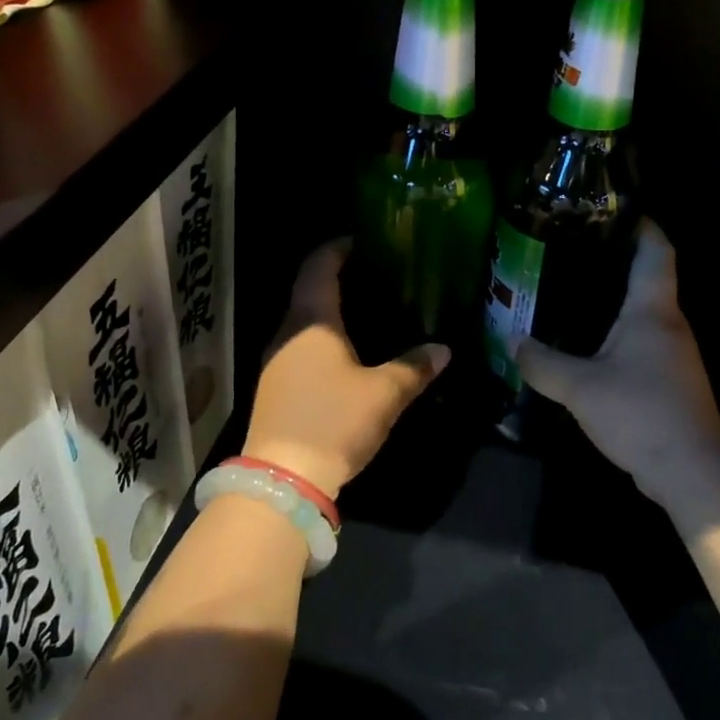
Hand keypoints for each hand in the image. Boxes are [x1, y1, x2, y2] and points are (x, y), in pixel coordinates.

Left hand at [242, 239, 450, 497]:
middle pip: (309, 290)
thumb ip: (414, 367)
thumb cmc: (333, 421)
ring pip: (303, 320)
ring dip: (331, 310)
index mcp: (312, 320)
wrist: (283, 478)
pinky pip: (301, 345)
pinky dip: (323, 337)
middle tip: (376, 275)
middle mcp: (287, 332)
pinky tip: (347, 352)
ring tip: (368, 309)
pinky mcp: (276, 386)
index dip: (338, 248)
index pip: (319, 266)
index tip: (363, 240)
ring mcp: (276, 359)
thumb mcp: (384, 394)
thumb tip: (443, 349)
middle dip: (339, 277)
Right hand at [516, 220, 719, 510]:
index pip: (656, 250)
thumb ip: (542, 363)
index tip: (612, 209)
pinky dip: (616, 333)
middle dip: (615, 259)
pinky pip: (640, 342)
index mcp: (652, 310)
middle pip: (649, 277)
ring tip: (571, 290)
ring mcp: (673, 353)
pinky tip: (587, 343)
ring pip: (643, 312)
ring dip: (614, 299)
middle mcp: (669, 323)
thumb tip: (512, 342)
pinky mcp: (669, 380)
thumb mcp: (579, 387)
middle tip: (571, 250)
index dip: (641, 224)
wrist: (691, 470)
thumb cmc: (640, 412)